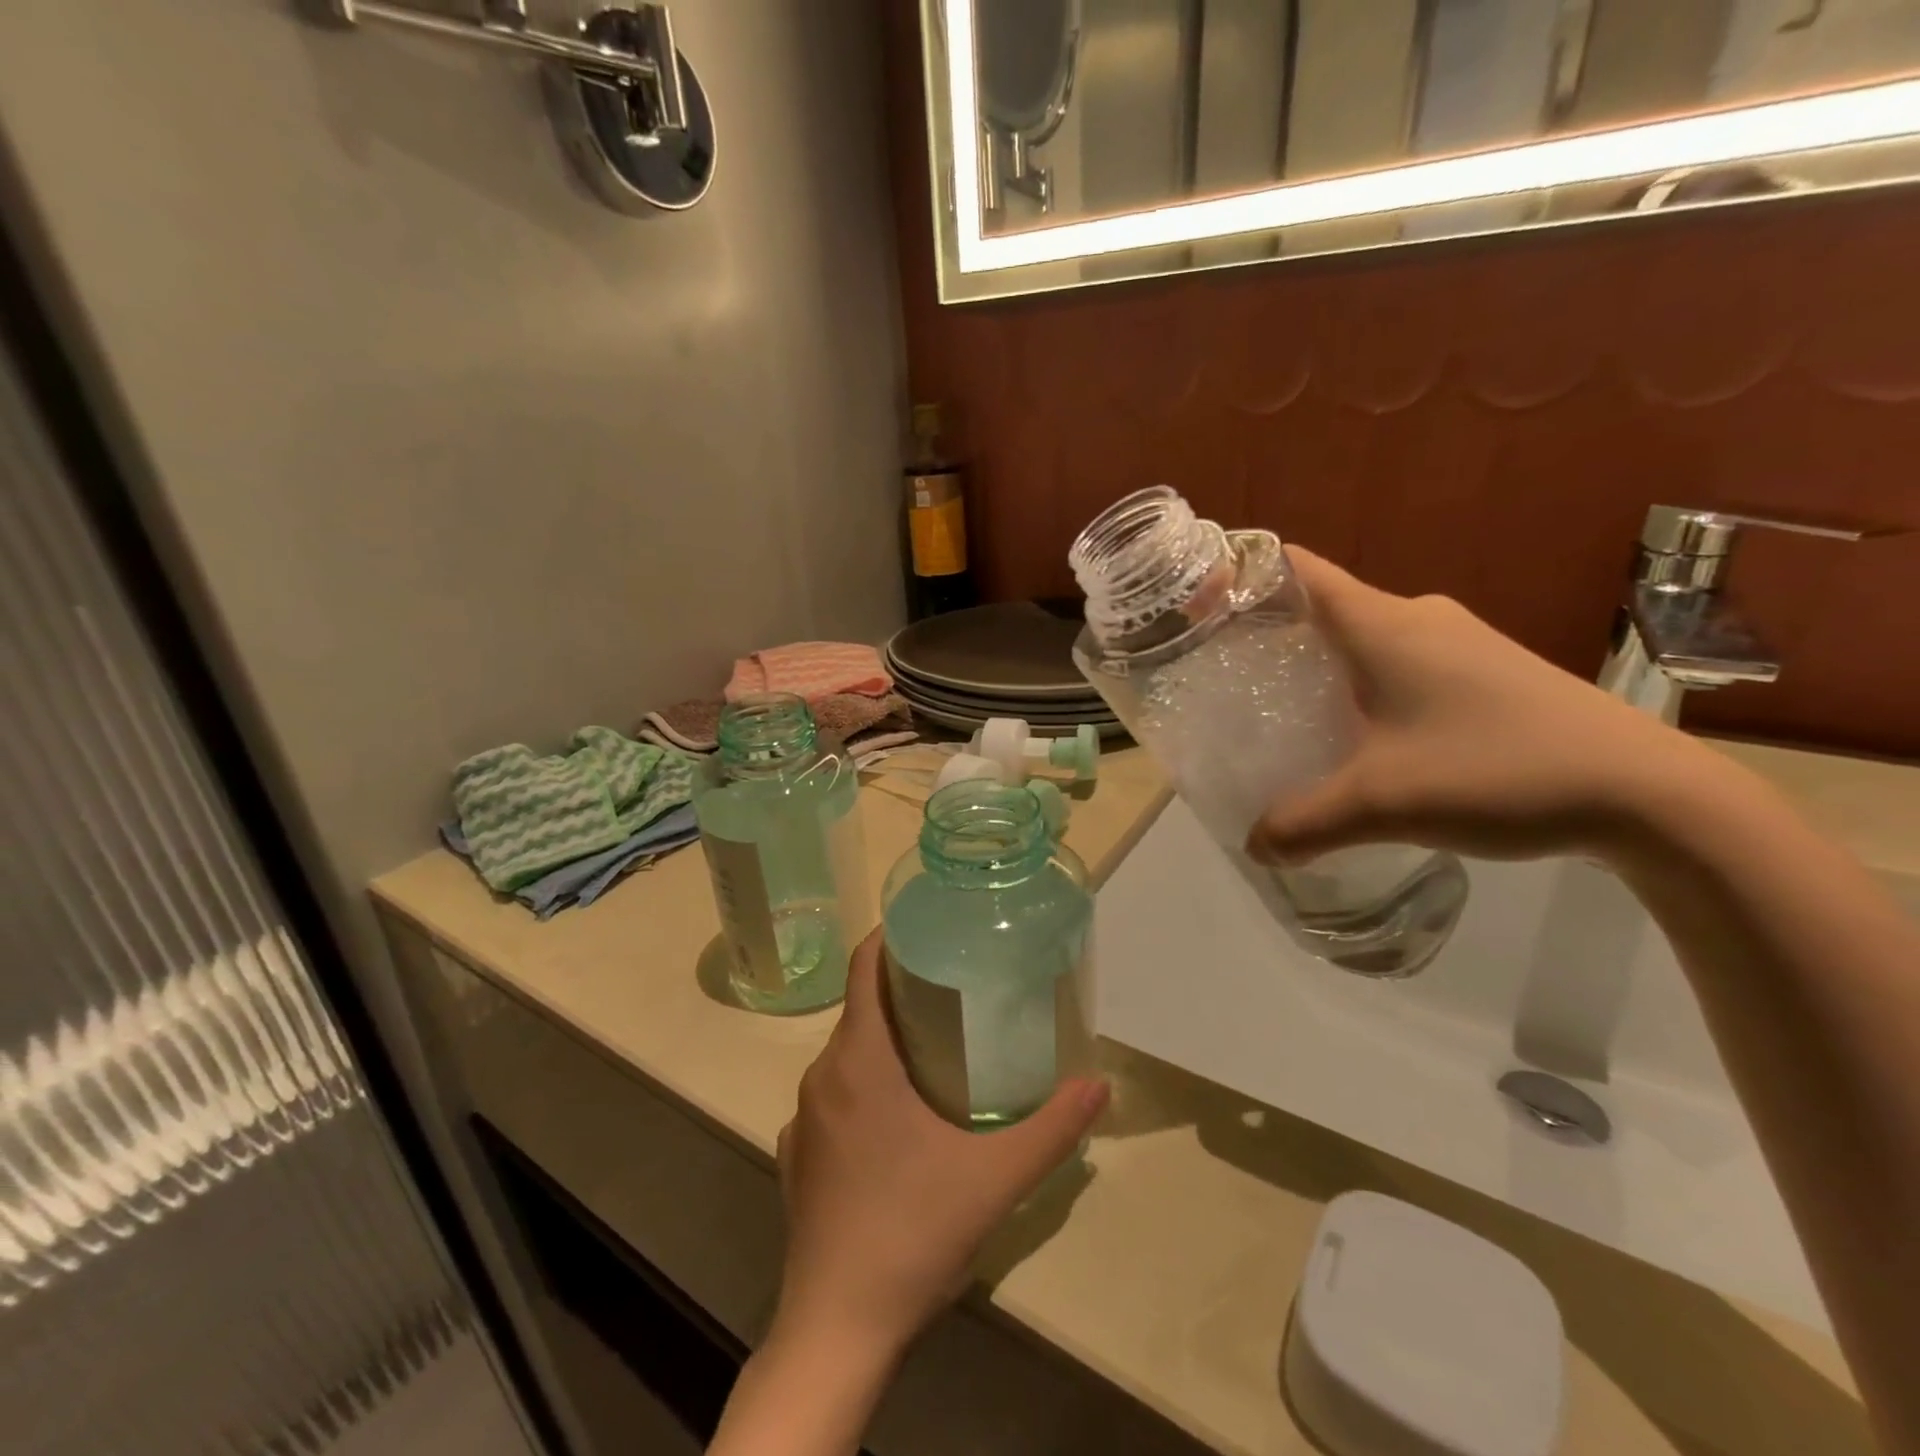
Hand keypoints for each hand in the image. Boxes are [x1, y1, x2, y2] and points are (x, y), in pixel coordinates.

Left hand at [771, 930, 1109, 1360]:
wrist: (836, 1330)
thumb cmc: (912, 1232)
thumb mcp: (995, 1179)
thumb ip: (1051, 1128)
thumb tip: (1099, 1085)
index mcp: (859, 1061)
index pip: (863, 969)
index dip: (889, 938)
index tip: (927, 928)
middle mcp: (822, 1077)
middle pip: (859, 1010)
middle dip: (901, 991)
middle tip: (955, 989)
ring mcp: (803, 1120)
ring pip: (846, 1056)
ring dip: (884, 1042)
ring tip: (935, 1049)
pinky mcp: (796, 1158)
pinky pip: (833, 1098)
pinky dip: (863, 1087)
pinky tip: (898, 1122)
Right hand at [1247, 550, 1712, 865]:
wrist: (1647, 795)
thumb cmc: (1497, 771)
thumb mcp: (1381, 803)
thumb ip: (1303, 823)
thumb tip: (1253, 846)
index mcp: (1383, 624)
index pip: (1297, 570)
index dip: (1244, 576)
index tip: (1200, 607)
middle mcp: (1418, 617)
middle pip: (1324, 605)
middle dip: (1270, 633)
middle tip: (1225, 675)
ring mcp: (1458, 642)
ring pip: (1364, 637)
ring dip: (1319, 664)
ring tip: (1278, 709)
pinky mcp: (1486, 671)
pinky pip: (1399, 661)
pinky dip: (1361, 684)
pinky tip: (1355, 734)